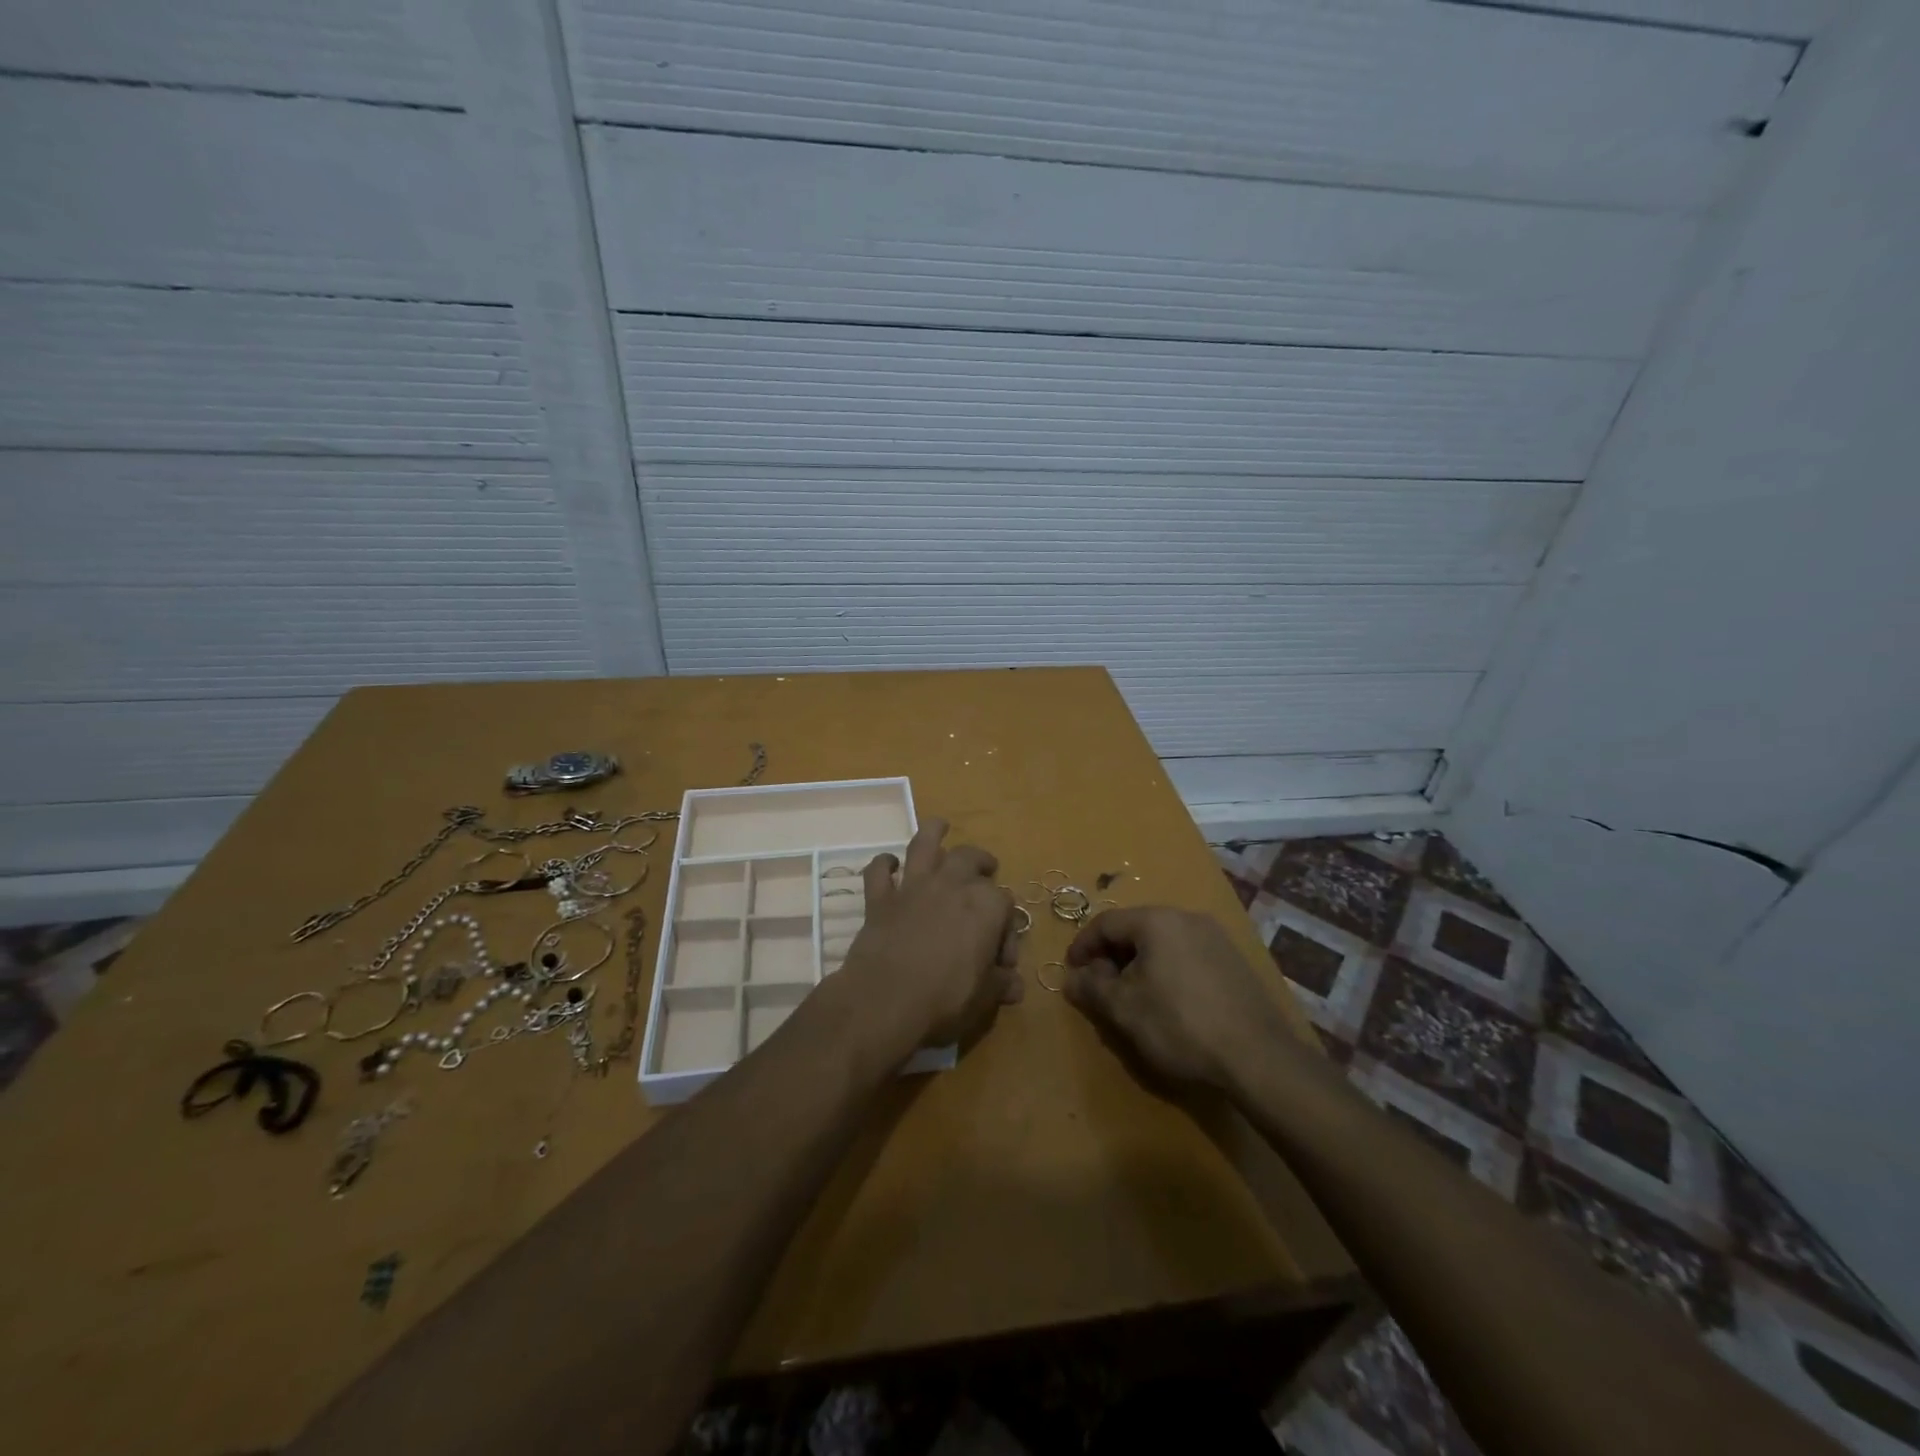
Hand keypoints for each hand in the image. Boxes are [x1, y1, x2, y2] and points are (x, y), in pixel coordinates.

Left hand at [835, 819, 1022, 1061]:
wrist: (885, 1001)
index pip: (1006, 905)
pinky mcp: (880, 899)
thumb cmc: (945, 999)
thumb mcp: (984, 997)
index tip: (1003, 960)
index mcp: (986, 906)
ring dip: (933, 833)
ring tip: (940, 827)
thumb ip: (1000, 984)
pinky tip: (888, 864)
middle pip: (970, 858)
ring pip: (924, 845)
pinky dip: (883, 865)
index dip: (1007, 930)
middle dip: (981, 862)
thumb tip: (1015, 985)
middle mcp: (951, 884)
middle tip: (986, 870)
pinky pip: (878, 871)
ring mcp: (913, 888)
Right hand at [1064, 906, 1300, 1094]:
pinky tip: (1168, 1003)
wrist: (1257, 1056)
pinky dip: (1167, 971)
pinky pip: (1187, 956)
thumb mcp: (1124, 1009)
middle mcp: (1187, 917)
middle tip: (1100, 987)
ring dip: (1140, 964)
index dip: (1082, 946)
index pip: (1105, 923)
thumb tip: (1072, 977)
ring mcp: (1215, 937)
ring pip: (1162, 942)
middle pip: (1135, 929)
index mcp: (1156, 920)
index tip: (1072, 972)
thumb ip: (1091, 987)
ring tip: (1132, 998)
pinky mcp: (1234, 961)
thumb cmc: (1179, 1024)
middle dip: (1112, 956)